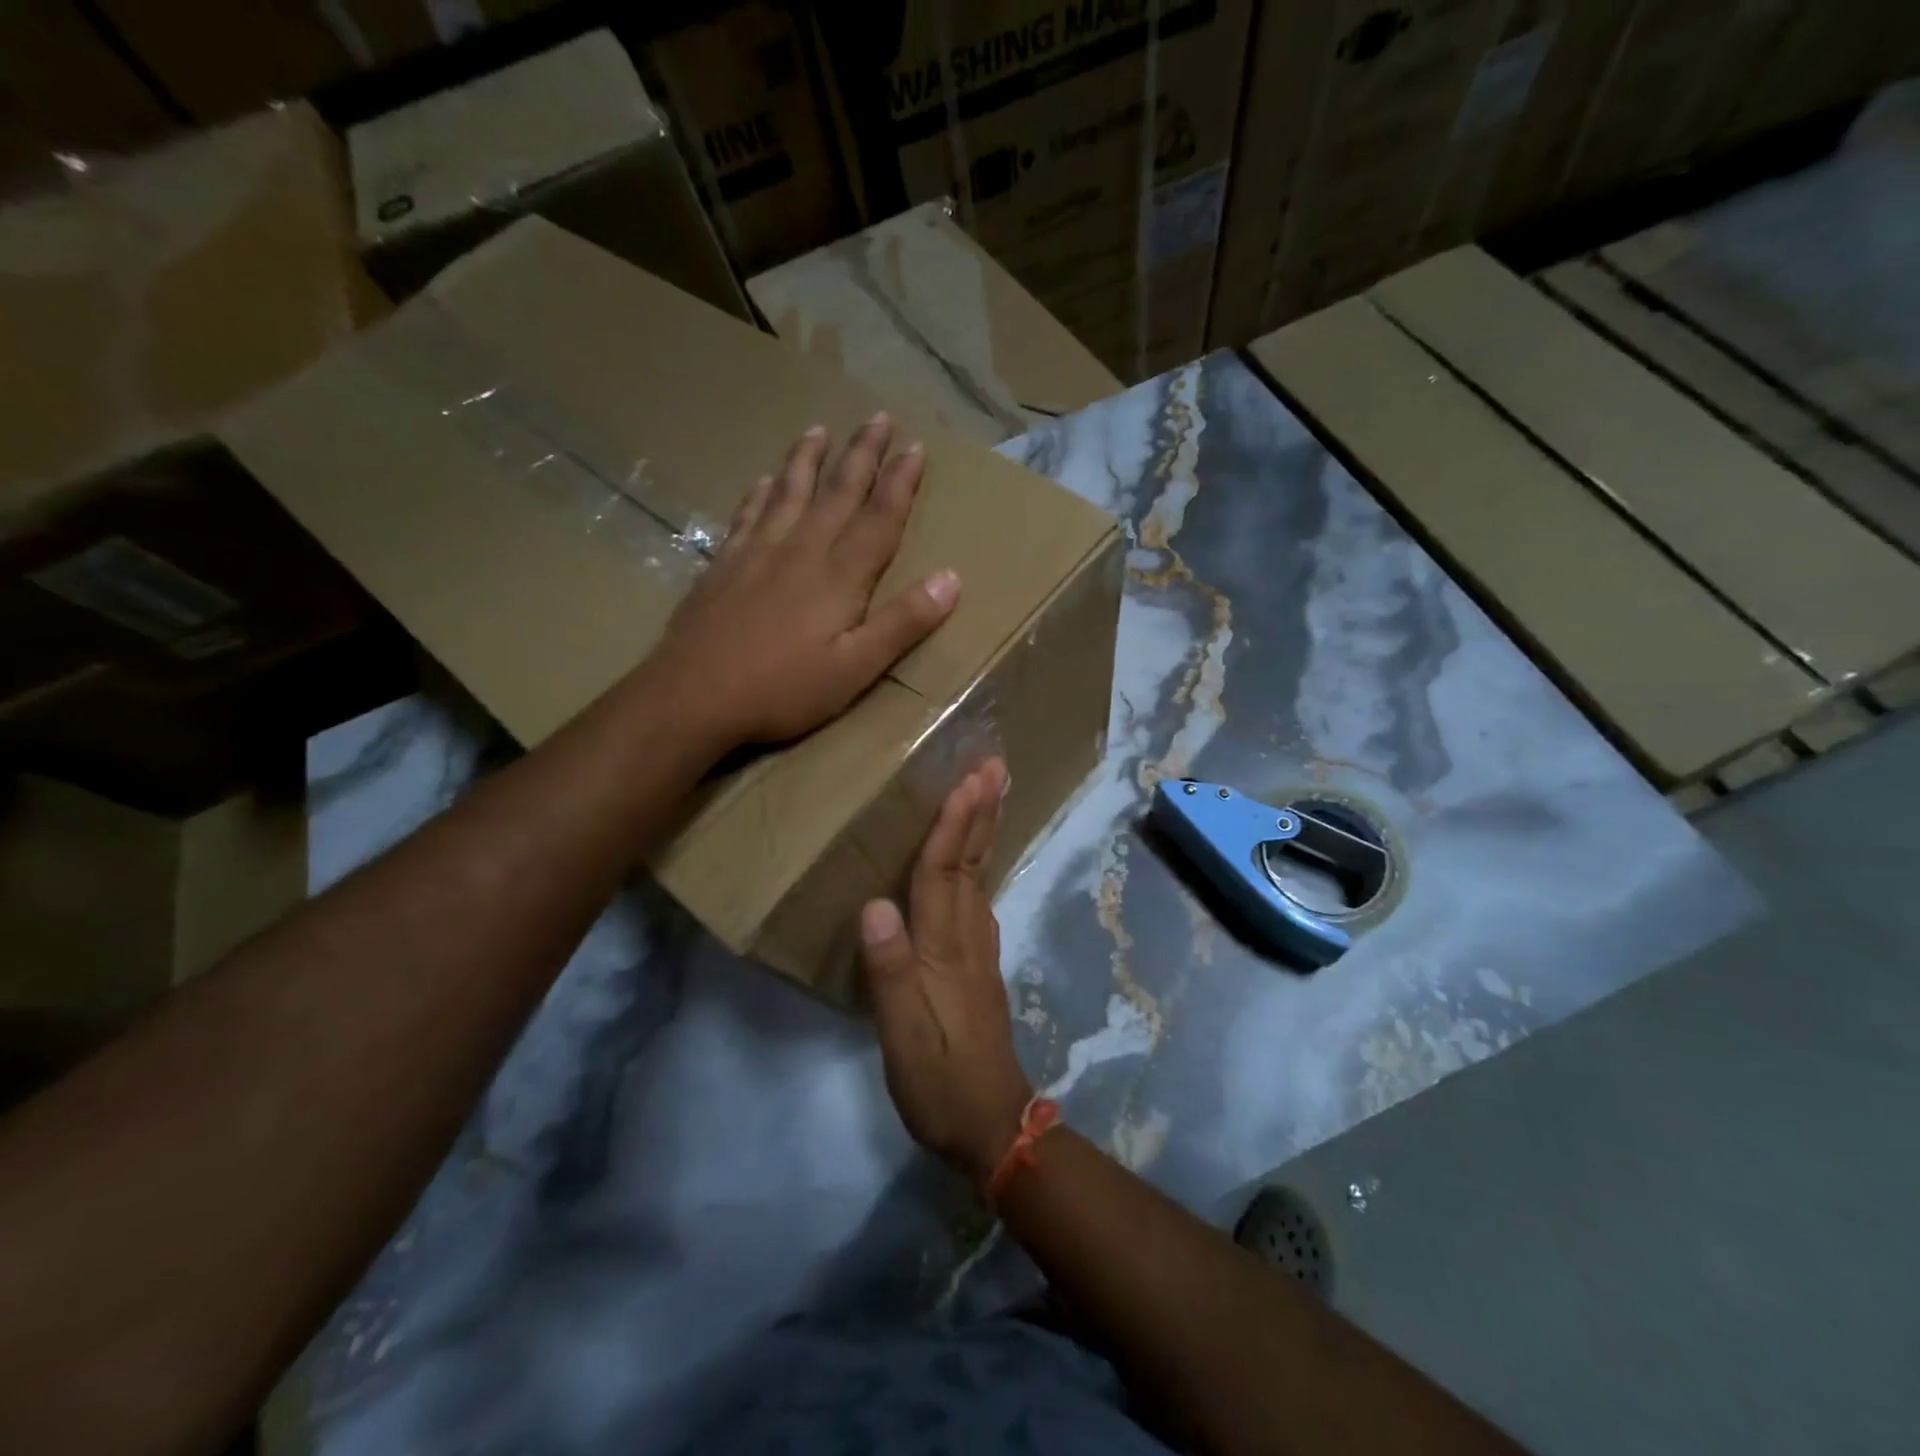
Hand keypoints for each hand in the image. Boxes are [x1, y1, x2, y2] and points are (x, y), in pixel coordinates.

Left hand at [650, 414, 959, 746]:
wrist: (694, 695)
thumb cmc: (783, 690)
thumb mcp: (856, 669)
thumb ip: (903, 623)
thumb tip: (951, 578)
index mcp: (839, 576)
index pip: (879, 517)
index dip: (900, 481)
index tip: (915, 446)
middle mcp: (801, 550)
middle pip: (837, 492)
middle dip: (862, 453)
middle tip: (878, 416)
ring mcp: (757, 553)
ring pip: (789, 492)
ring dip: (808, 459)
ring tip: (820, 429)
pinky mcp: (723, 565)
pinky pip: (747, 515)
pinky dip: (759, 493)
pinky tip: (762, 480)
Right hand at [861, 759, 1033, 1187]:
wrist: (992, 1124)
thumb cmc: (939, 1081)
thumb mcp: (903, 1035)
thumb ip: (889, 970)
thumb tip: (875, 904)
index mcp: (945, 950)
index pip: (944, 874)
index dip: (953, 825)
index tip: (967, 780)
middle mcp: (968, 938)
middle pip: (973, 863)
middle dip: (982, 812)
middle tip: (995, 766)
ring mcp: (979, 951)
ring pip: (980, 876)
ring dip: (985, 831)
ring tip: (988, 794)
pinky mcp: (979, 965)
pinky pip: (978, 897)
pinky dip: (979, 864)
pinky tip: (975, 859)